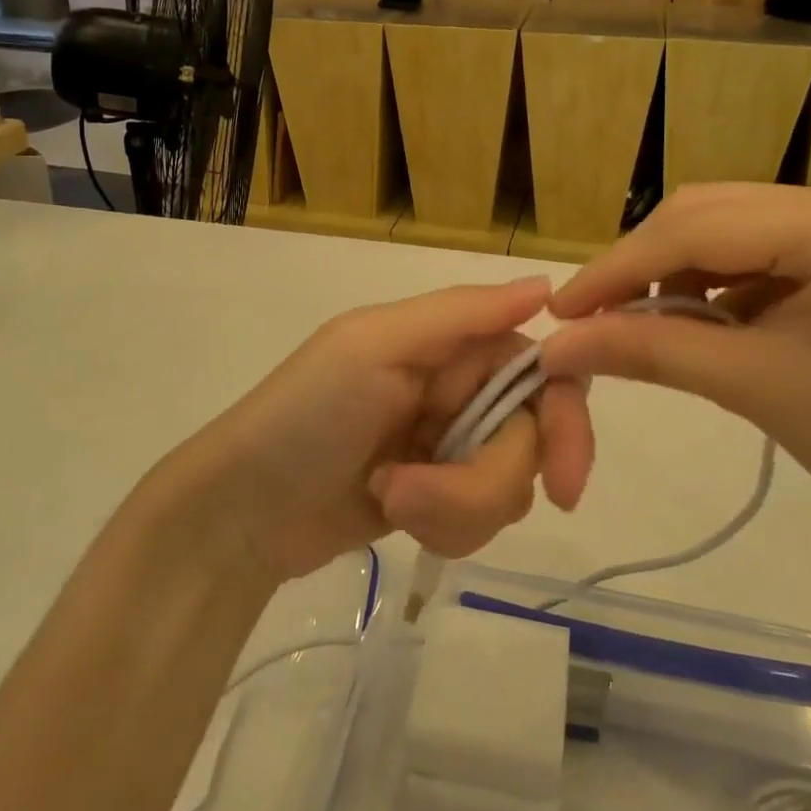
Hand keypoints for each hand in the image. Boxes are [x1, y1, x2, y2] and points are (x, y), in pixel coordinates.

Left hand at [169, 278, 594, 583]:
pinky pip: (481, 519)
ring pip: (509, 486)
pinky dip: (444, 526)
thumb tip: (546, 284)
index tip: (565, 478)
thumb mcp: (376, 346)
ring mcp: (450, 446)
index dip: (566, 418)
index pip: (543, 368)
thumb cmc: (307, 413)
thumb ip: (462, 314)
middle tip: (422, 497)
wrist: (244, 509)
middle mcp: (460, 388)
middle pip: (531, 438)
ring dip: (454, 506)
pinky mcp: (439, 498)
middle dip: (484, 479)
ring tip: (391, 497)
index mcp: (452, 343)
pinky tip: (393, 514)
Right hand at [541, 185, 810, 534]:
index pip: (698, 229)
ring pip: (719, 227)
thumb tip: (556, 346)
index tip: (560, 311)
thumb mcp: (753, 388)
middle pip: (705, 214)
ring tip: (634, 323)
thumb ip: (649, 352)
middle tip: (588, 318)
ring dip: (667, 271)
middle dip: (639, 265)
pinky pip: (746, 248)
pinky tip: (687, 317)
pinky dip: (703, 281)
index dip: (618, 268)